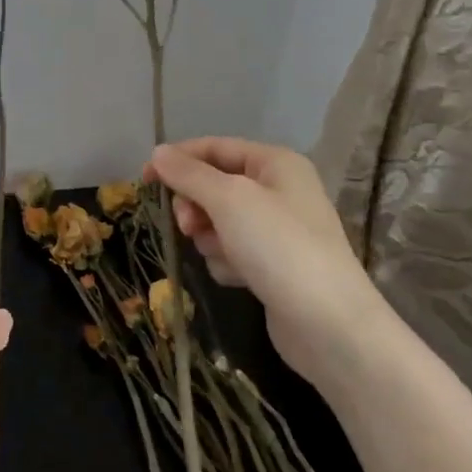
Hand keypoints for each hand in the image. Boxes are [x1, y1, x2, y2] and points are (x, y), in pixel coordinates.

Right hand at [146, 138, 383, 386]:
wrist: (328, 323)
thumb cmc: (278, 247)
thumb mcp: (228, 200)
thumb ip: (189, 174)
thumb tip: (158, 152)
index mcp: (275, 163)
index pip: (214, 148)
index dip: (178, 159)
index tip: (144, 179)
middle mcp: (279, 190)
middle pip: (214, 186)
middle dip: (195, 206)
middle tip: (188, 225)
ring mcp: (277, 230)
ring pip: (217, 221)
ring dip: (210, 238)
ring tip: (225, 255)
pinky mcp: (272, 265)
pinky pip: (231, 251)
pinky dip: (226, 261)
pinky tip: (239, 277)